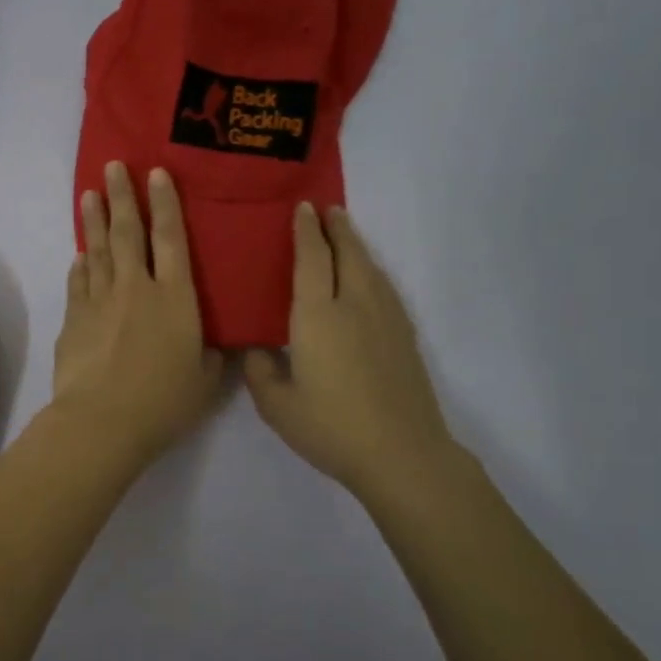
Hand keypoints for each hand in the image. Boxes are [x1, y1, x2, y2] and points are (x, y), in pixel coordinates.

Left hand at [53, 162, 226, 468]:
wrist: (102, 420)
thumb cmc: (164, 401)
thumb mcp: (205, 381)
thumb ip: (212, 357)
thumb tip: (217, 346)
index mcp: (175, 297)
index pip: (171, 238)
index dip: (165, 204)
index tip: (155, 174)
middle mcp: (136, 287)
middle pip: (127, 232)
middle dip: (122, 196)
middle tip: (112, 166)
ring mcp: (100, 300)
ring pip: (97, 250)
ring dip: (94, 221)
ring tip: (89, 195)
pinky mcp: (74, 318)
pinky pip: (78, 281)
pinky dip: (80, 264)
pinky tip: (79, 255)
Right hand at [245, 204, 458, 503]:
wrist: (401, 453)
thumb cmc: (331, 428)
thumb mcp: (277, 406)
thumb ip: (260, 371)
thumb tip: (256, 348)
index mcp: (318, 316)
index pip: (312, 259)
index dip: (306, 231)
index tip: (302, 208)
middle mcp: (354, 305)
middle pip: (348, 253)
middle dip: (336, 228)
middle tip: (327, 209)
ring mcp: (385, 319)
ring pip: (370, 268)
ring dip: (356, 245)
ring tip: (345, 233)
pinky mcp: (404, 336)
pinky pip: (385, 288)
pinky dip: (372, 271)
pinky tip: (369, 279)